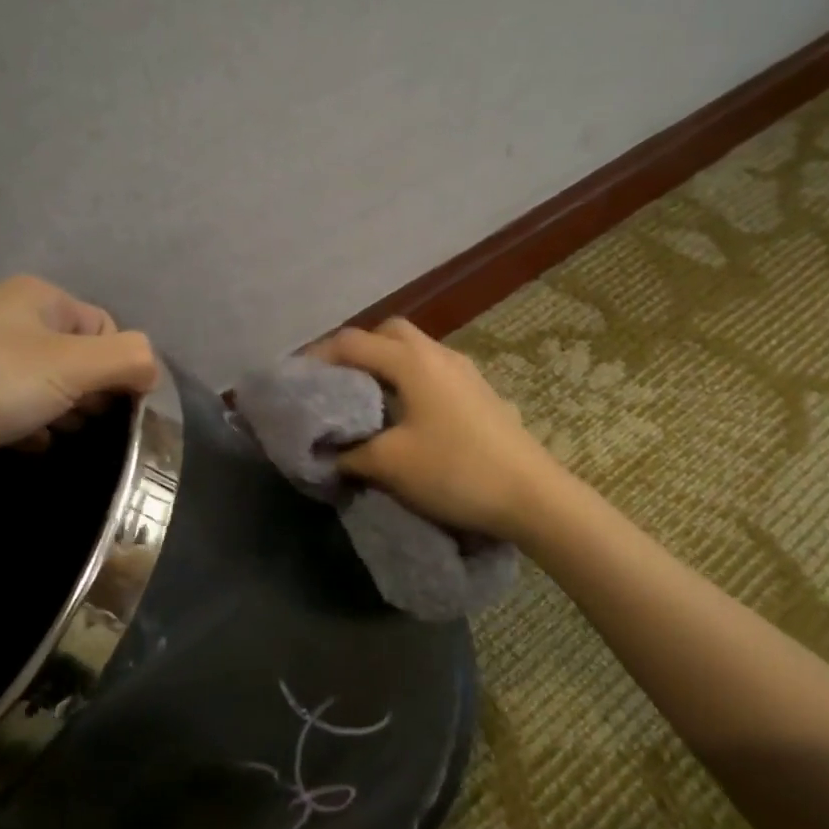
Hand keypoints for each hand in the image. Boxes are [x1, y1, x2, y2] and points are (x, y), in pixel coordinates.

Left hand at [0, 275, 159, 500]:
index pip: (105, 328)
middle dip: (89, 394)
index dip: (119, 369)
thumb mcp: (70, 366)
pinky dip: (24, 425)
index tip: (114, 408)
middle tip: (84, 424)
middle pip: (74, 356)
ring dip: (58, 413)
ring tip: (56, 438)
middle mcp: (4, 316)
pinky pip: (6, 405)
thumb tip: (152, 368)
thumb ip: (128, 359)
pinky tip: (24, 447)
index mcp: (37, 298)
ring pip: (40, 384)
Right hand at [307, 318, 555, 539]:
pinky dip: (410, 380)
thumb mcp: (390, 464)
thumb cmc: (455, 471)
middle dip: (357, 350)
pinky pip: (434, 371)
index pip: (352, 342)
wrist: (532, 495)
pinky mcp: (481, 392)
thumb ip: (350, 453)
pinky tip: (408, 415)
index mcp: (412, 362)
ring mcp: (465, 371)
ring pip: (415, 350)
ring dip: (387, 364)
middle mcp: (439, 354)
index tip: (297, 380)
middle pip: (388, 333)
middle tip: (337, 382)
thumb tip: (328, 452)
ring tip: (368, 399)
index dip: (318, 356)